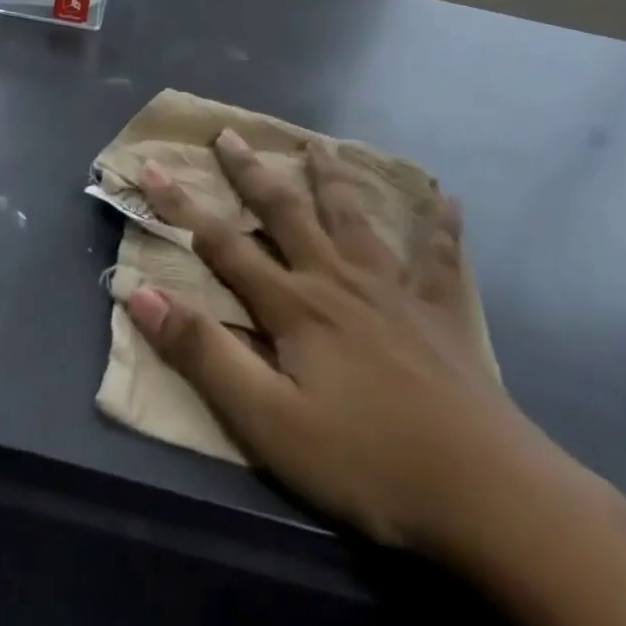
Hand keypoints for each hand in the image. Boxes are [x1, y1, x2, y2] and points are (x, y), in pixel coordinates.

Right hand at [126, 132, 602, 567]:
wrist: (485, 491)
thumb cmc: (367, 460)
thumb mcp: (269, 422)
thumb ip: (204, 354)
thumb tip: (141, 295)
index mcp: (294, 305)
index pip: (222, 244)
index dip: (181, 206)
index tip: (151, 167)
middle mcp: (337, 279)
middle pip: (286, 214)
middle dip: (252, 173)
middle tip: (230, 135)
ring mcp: (393, 290)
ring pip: (354, 219)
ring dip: (332, 179)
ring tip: (319, 144)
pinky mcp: (439, 312)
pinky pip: (439, 258)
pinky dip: (440, 227)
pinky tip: (447, 200)